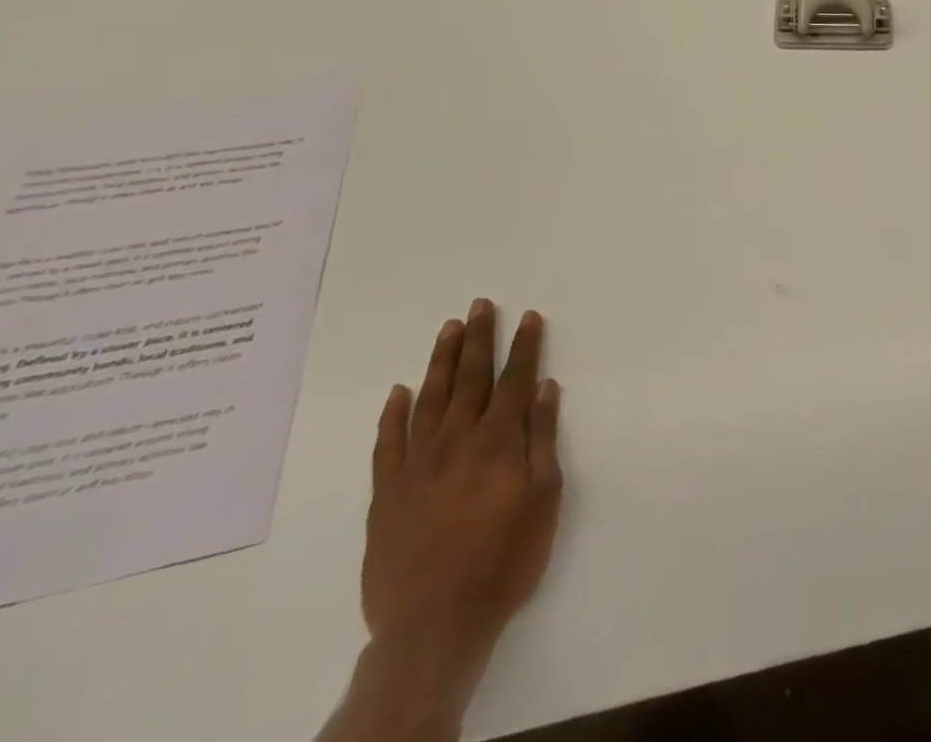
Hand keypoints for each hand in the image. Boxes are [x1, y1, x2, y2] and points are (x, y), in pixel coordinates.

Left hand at [361, 300, 563, 712]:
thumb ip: (542, 438)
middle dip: (478, 338)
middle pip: (470, 378)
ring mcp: (416, 466)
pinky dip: (392, 414)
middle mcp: (456, 442)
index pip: (514, 379)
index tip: (529, 316)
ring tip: (448, 329)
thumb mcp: (544, 497)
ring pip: (428, 400)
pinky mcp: (385, 495)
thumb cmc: (505, 559)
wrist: (433, 627)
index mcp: (498, 441)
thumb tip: (545, 387)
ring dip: (440, 361)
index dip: (524, 345)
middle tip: (480, 304)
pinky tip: (398, 391)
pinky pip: (387, 444)